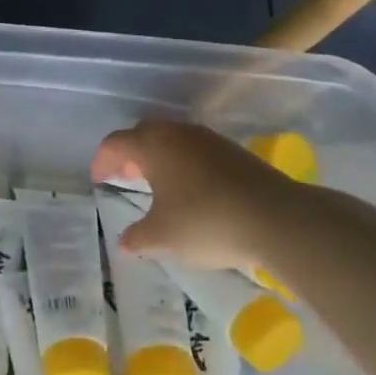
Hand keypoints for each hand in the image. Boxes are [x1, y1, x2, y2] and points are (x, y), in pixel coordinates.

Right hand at [91, 118, 298, 272]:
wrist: (275, 217)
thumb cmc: (205, 221)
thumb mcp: (162, 237)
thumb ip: (138, 237)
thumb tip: (125, 242)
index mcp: (153, 145)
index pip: (116, 142)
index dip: (103, 160)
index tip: (99, 180)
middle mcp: (178, 133)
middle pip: (144, 133)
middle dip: (131, 153)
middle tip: (126, 177)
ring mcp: (209, 139)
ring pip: (173, 139)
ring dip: (159, 157)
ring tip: (157, 185)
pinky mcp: (234, 152)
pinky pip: (196, 150)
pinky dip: (184, 164)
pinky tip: (191, 190)